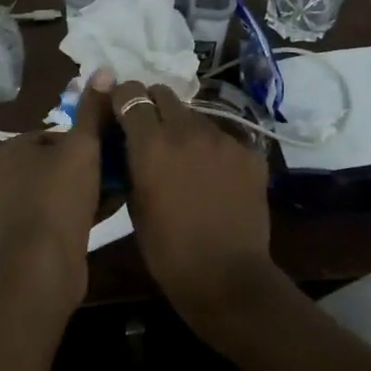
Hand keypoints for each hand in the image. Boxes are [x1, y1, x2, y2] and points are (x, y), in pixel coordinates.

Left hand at [0, 74, 111, 307]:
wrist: (43, 266)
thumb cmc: (59, 197)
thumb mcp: (83, 147)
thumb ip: (92, 111)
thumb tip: (102, 70)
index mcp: (0, 152)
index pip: (49, 137)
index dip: (81, 145)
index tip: (104, 156)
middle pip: (48, 165)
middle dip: (79, 170)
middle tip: (109, 177)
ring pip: (47, 192)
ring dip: (76, 193)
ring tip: (107, 197)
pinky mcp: (9, 241)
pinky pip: (44, 217)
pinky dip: (66, 215)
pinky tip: (95, 218)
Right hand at [109, 82, 283, 336]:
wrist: (226, 276)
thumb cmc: (168, 250)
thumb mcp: (135, 203)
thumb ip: (131, 163)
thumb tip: (130, 144)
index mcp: (151, 144)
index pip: (131, 94)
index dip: (123, 98)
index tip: (120, 109)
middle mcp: (187, 130)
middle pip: (164, 94)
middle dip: (153, 106)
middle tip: (151, 131)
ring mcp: (223, 139)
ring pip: (195, 116)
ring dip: (184, 129)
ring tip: (186, 159)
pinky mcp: (250, 153)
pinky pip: (223, 138)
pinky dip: (213, 150)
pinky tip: (214, 177)